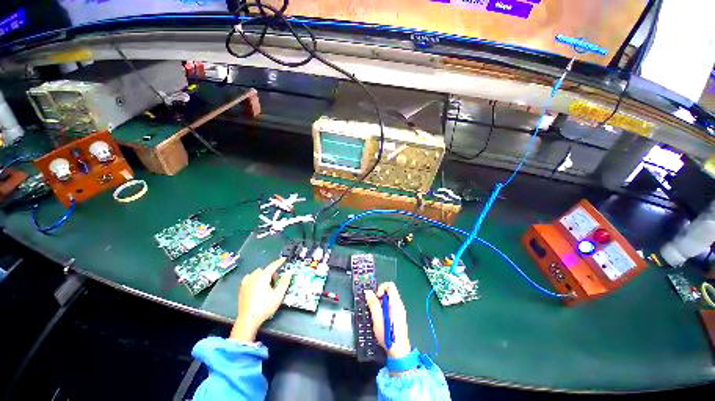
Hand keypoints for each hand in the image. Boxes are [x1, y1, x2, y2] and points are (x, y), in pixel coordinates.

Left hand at [230, 257, 292, 341]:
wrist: (248, 320)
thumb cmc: (265, 306)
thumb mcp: (278, 295)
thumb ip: (284, 282)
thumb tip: (289, 272)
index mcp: (263, 277)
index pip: (273, 266)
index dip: (279, 262)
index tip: (284, 259)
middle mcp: (253, 277)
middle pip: (265, 270)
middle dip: (272, 273)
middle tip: (275, 283)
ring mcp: (246, 283)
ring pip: (257, 274)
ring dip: (263, 276)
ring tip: (267, 286)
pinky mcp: (242, 289)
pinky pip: (249, 278)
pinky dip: (255, 279)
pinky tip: (256, 286)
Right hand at [365, 282, 411, 358]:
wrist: (399, 352)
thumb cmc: (388, 334)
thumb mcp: (377, 318)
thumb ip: (373, 303)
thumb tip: (368, 292)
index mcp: (395, 302)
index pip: (390, 285)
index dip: (381, 287)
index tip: (375, 297)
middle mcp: (399, 305)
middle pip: (389, 292)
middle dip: (380, 297)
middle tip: (374, 307)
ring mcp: (400, 312)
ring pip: (390, 300)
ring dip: (381, 304)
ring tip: (376, 315)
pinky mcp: (399, 318)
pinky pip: (391, 307)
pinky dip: (385, 309)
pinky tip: (381, 320)